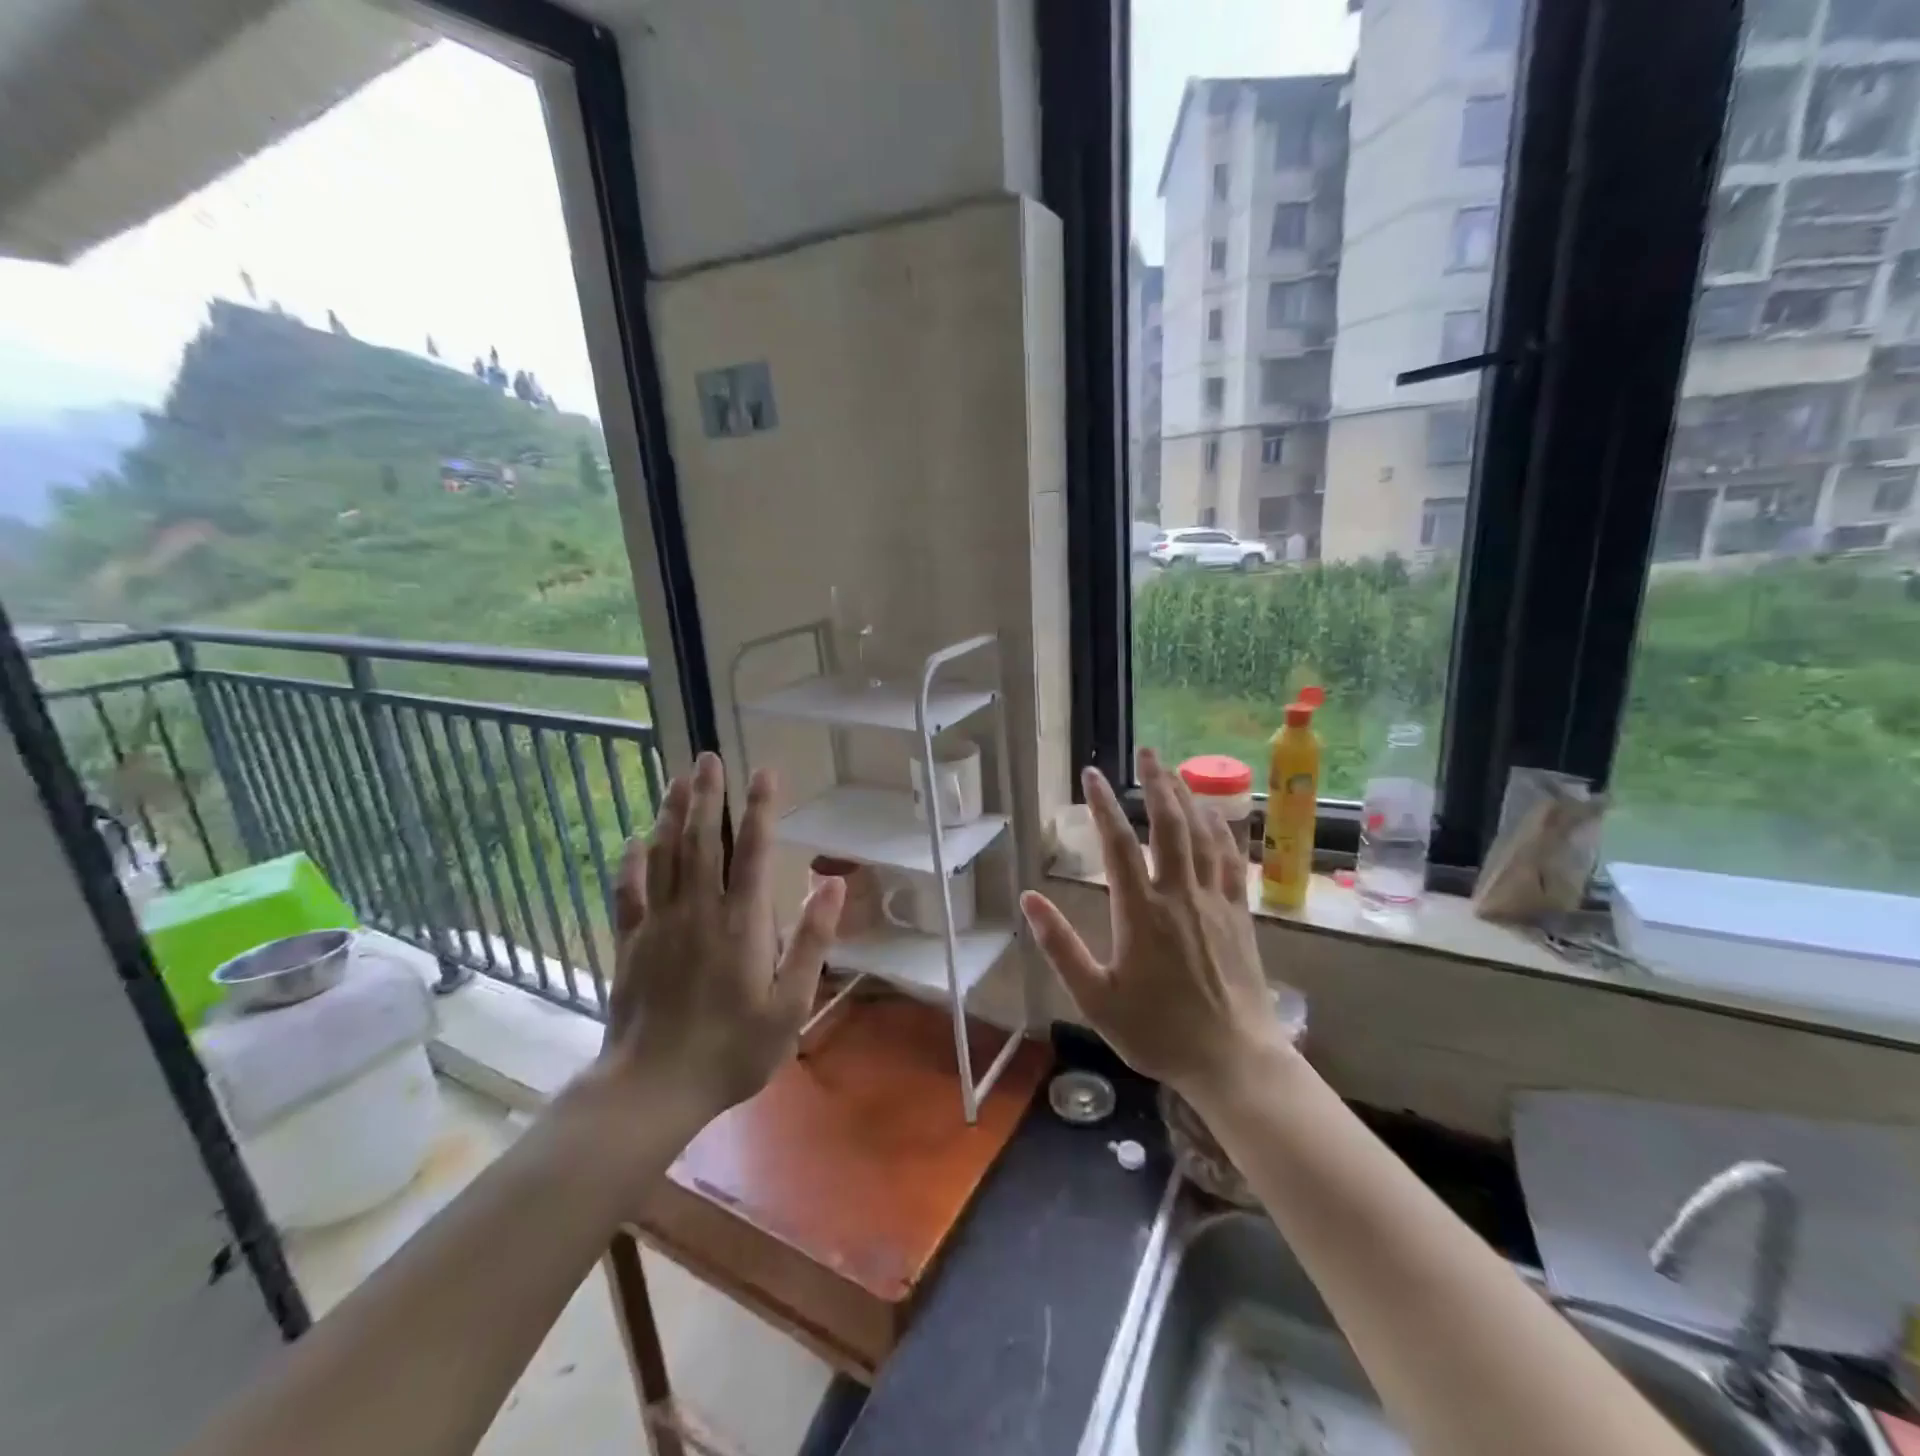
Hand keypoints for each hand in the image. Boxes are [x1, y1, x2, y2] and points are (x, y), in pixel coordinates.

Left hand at [595, 753, 843, 1125]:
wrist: (652, 1089)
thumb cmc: (732, 1050)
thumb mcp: (791, 1005)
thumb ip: (811, 941)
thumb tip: (833, 883)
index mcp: (742, 923)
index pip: (751, 850)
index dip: (759, 808)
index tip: (764, 772)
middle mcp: (698, 911)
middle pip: (701, 840)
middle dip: (707, 794)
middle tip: (708, 756)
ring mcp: (658, 924)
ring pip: (663, 855)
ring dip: (671, 814)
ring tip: (677, 779)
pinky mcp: (630, 943)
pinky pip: (629, 891)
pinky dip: (632, 862)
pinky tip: (634, 840)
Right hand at [1020, 748, 1289, 1101]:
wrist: (1233, 1060)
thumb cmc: (1157, 1032)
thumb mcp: (1096, 998)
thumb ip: (1060, 946)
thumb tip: (1029, 900)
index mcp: (1141, 913)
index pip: (1118, 844)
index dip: (1102, 805)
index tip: (1091, 775)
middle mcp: (1180, 895)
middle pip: (1169, 824)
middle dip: (1157, 782)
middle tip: (1146, 752)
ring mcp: (1215, 901)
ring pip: (1203, 834)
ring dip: (1189, 796)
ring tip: (1175, 770)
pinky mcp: (1239, 913)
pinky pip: (1231, 858)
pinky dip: (1221, 829)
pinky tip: (1215, 815)